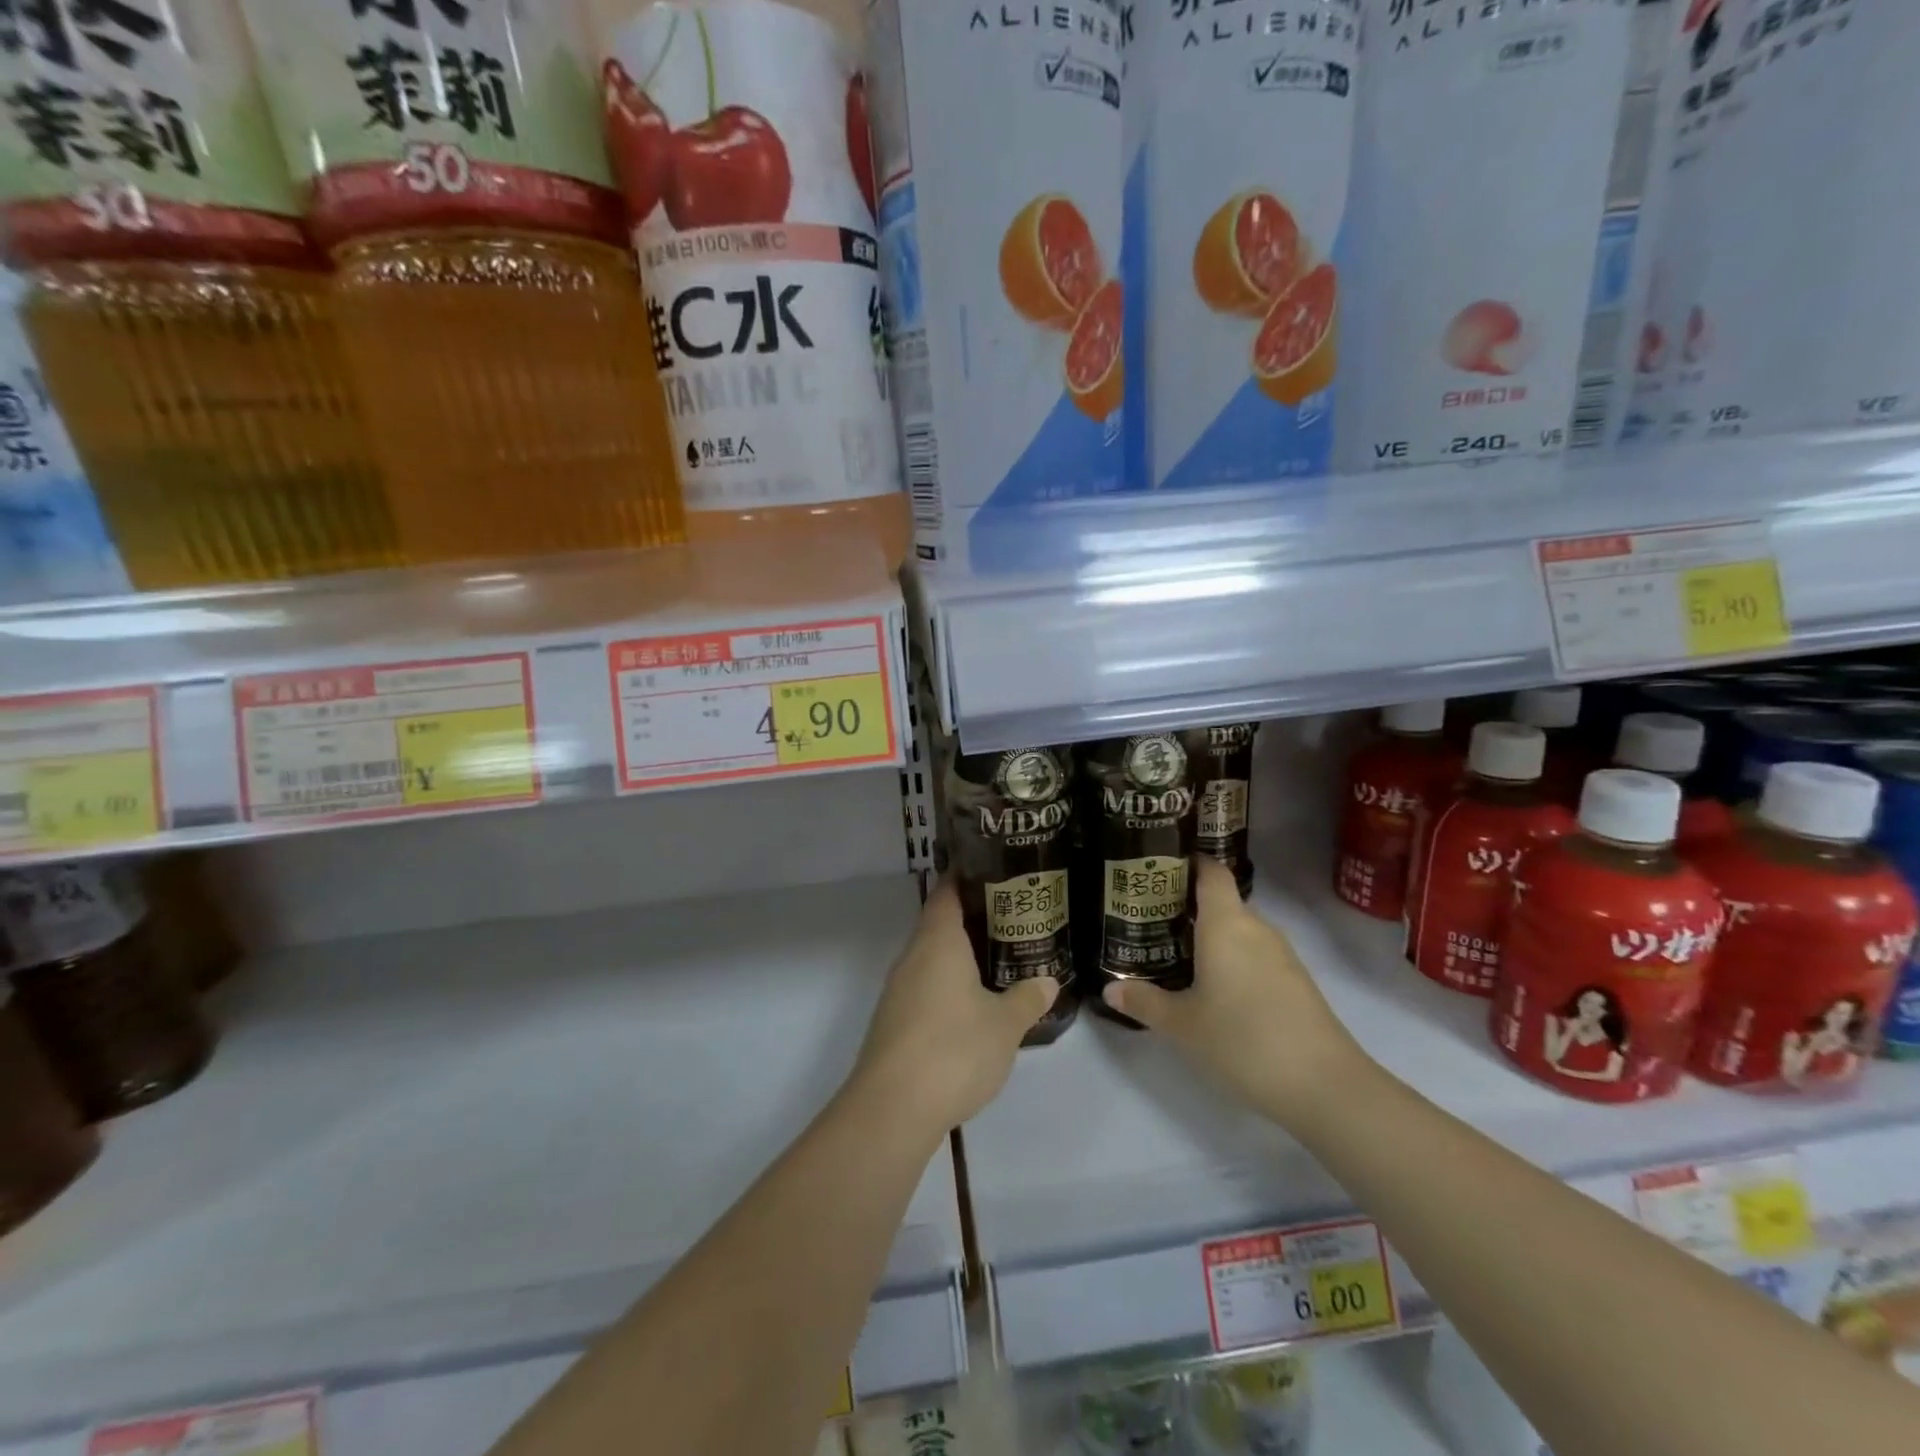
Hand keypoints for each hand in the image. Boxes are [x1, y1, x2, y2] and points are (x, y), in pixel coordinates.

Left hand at [849, 878, 1057, 1136]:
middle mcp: (913, 957)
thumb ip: (1027, 998)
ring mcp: (898, 990)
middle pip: (939, 923)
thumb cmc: (953, 1050)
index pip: (947, 892)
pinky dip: (948, 985)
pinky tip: (972, 1004)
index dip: (967, 878)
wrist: (892, 1109)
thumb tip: (1048, 981)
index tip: (994, 871)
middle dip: (972, 919)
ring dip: (960, 955)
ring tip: (999, 958)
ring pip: (931, 958)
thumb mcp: (1004, 1024)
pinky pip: (925, 987)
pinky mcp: (894, 1021)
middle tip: (1012, 918)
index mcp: (937, 942)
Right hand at [1102, 857, 1366, 1125]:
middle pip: (1222, 902)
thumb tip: (1109, 990)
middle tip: (1152, 920)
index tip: (1160, 868)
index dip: (1189, 863)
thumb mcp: (1183, 1024)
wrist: (1325, 1086)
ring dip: (1212, 936)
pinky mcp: (1297, 981)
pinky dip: (1233, 959)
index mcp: (1226, 923)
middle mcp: (1256, 928)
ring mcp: (1282, 955)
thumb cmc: (1243, 1040)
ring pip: (1240, 931)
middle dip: (1189, 907)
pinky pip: (1256, 955)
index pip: (1211, 872)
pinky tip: (1215, 987)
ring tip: (1176, 953)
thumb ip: (1144, 1002)